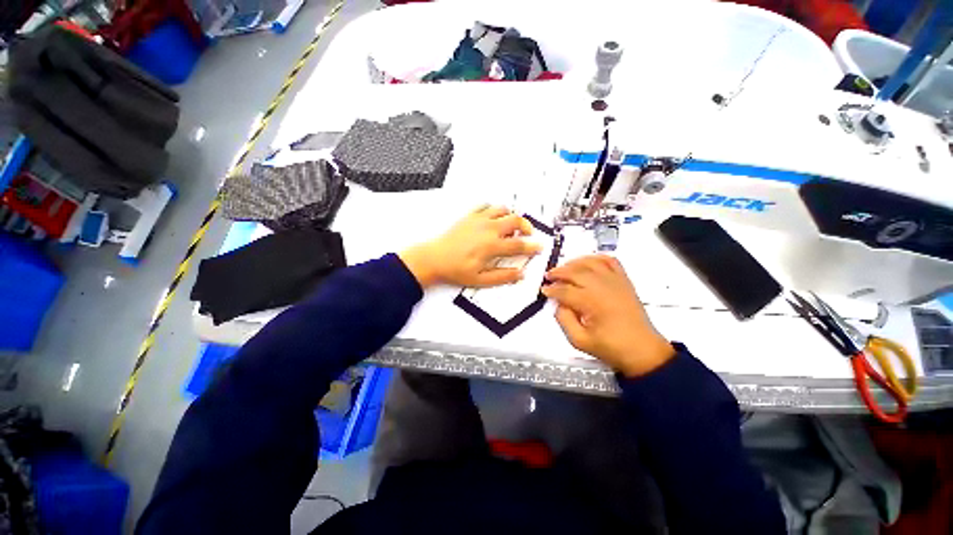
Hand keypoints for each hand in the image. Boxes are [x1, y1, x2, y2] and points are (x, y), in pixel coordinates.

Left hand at [399, 205, 542, 288]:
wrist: (434, 258)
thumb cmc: (456, 270)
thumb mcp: (480, 280)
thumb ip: (502, 276)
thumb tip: (520, 274)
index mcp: (492, 246)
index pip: (519, 245)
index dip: (532, 247)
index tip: (539, 247)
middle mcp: (488, 229)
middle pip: (515, 221)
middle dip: (526, 226)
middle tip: (528, 234)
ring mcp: (479, 220)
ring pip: (502, 209)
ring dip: (510, 216)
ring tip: (510, 225)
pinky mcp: (469, 216)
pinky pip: (486, 206)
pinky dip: (493, 210)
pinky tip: (492, 219)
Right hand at [542, 255, 673, 376]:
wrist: (642, 350)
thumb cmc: (612, 347)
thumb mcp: (579, 340)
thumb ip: (563, 320)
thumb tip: (558, 304)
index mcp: (592, 303)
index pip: (565, 290)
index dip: (552, 290)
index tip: (544, 291)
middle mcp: (604, 287)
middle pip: (576, 272)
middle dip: (559, 272)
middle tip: (549, 276)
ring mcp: (616, 282)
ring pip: (590, 262)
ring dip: (574, 262)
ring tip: (564, 267)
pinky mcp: (624, 281)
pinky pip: (610, 261)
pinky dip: (597, 258)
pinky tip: (588, 261)